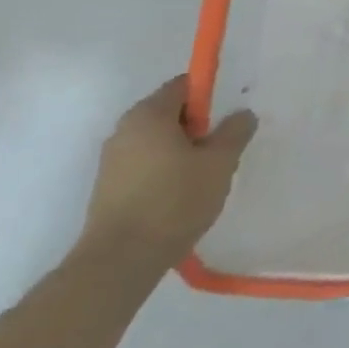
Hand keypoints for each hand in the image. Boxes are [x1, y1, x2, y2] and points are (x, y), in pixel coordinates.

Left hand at [80, 79, 256, 270]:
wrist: (119, 262)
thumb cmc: (174, 200)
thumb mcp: (220, 161)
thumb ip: (236, 131)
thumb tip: (241, 115)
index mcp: (149, 114)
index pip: (184, 85)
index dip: (211, 97)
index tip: (227, 120)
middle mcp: (124, 130)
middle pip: (170, 113)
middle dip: (198, 127)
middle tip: (221, 150)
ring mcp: (111, 161)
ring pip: (158, 142)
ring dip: (182, 151)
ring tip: (204, 177)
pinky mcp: (107, 189)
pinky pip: (145, 165)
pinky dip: (165, 171)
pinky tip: (181, 196)